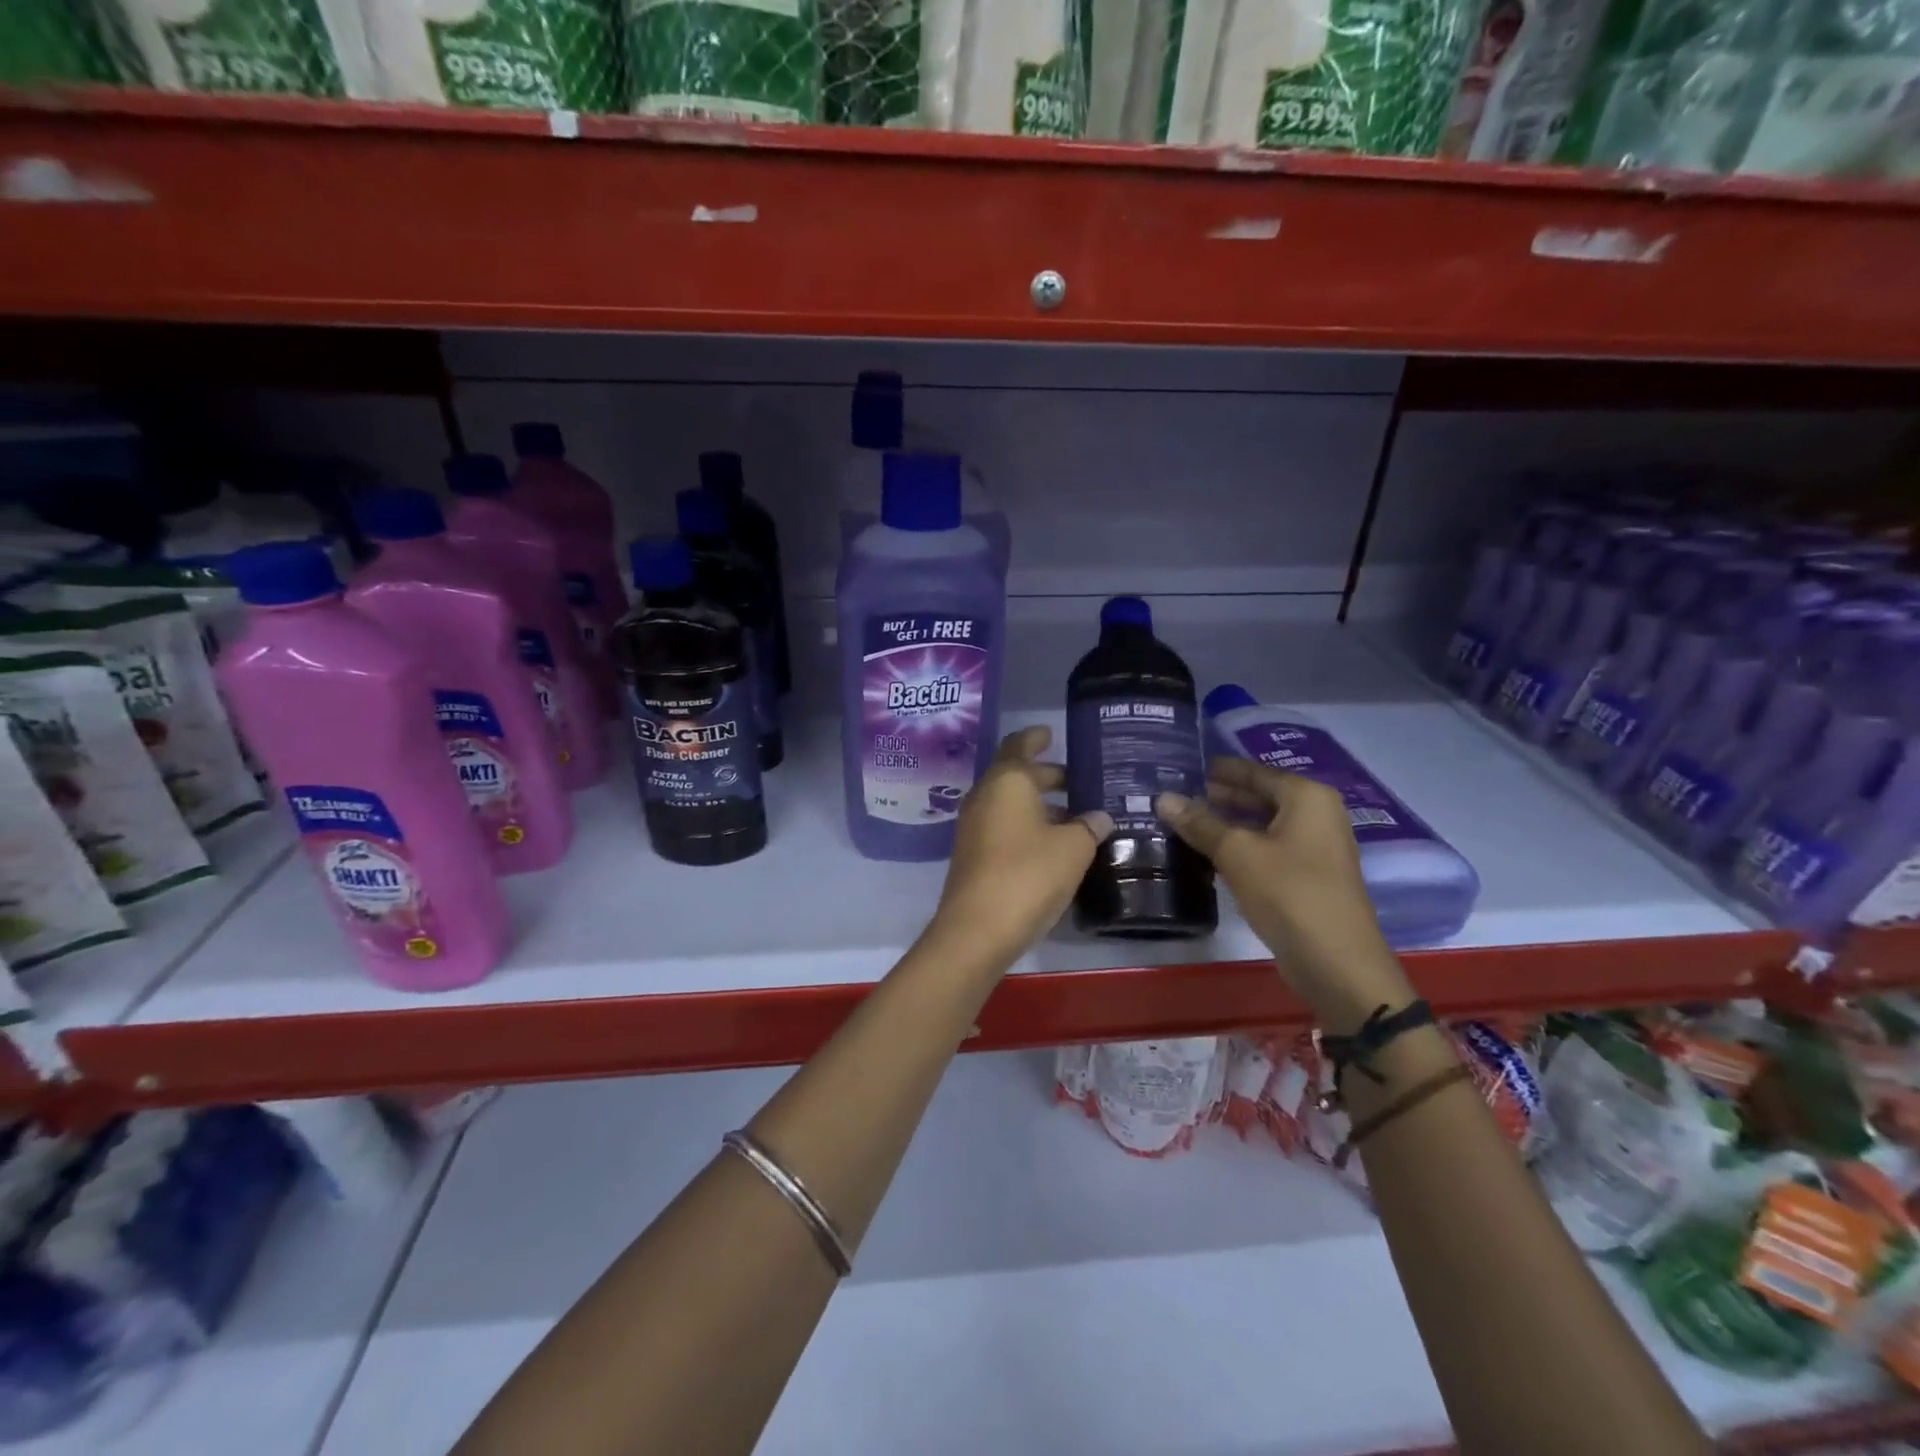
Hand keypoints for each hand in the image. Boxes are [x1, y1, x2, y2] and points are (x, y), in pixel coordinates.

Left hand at [927, 726, 1113, 970]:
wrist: (977, 929)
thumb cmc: (1028, 874)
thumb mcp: (1073, 848)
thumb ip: (1089, 826)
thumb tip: (1099, 818)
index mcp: (1007, 781)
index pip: (1019, 745)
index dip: (1036, 737)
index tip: (1050, 733)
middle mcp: (985, 797)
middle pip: (1016, 775)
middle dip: (1047, 776)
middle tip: (1080, 781)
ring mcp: (974, 827)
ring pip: (1011, 804)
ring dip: (1040, 805)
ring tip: (1077, 816)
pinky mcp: (974, 855)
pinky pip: (1004, 827)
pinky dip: (1028, 826)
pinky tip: (1055, 845)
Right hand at [1156, 758, 1412, 1027]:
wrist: (1336, 961)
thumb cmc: (1289, 893)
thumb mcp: (1237, 853)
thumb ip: (1200, 823)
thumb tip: (1163, 798)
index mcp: (1306, 797)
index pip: (1254, 771)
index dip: (1219, 769)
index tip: (1184, 767)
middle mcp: (1317, 814)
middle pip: (1260, 796)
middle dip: (1220, 797)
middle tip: (1177, 796)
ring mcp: (1315, 847)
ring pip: (1263, 824)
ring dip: (1227, 823)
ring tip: (1184, 822)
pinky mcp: (1308, 876)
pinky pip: (1268, 848)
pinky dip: (1240, 846)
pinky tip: (1209, 853)